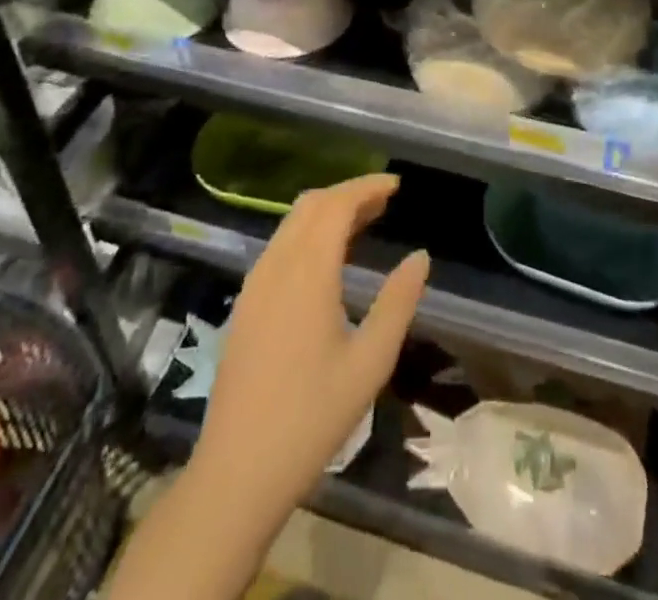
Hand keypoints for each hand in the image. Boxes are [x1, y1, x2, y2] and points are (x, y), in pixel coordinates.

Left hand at [191, 173, 430, 518]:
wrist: (237, 471)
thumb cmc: (312, 417)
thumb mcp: (370, 362)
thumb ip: (398, 303)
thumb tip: (420, 256)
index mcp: (308, 272)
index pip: (337, 204)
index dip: (367, 187)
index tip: (396, 185)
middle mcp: (277, 265)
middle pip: (311, 204)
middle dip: (348, 194)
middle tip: (384, 202)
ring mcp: (255, 284)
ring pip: (291, 223)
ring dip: (327, 212)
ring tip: (364, 223)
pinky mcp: (245, 304)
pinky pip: (279, 246)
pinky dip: (308, 234)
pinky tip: (328, 260)